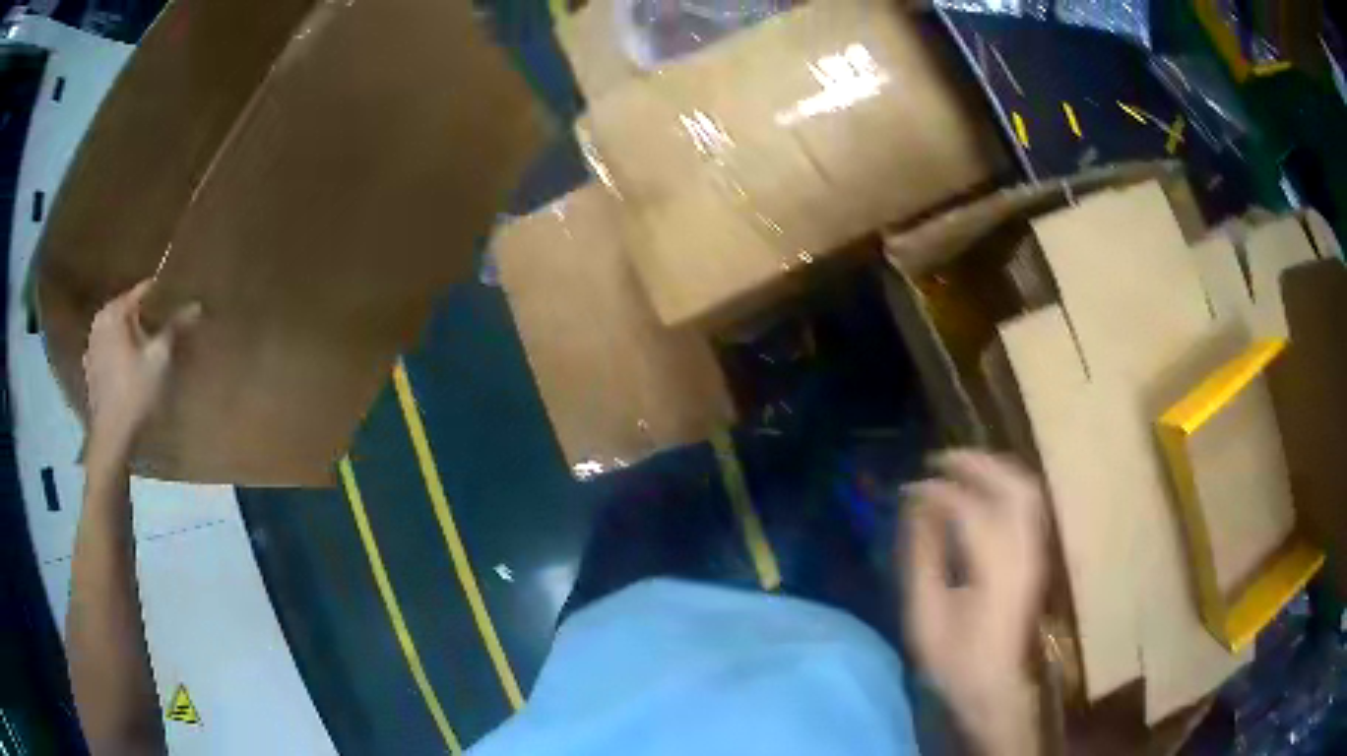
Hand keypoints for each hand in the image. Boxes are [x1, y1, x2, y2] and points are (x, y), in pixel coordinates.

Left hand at [83, 279, 200, 459]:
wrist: (112, 437)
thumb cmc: (136, 393)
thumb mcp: (160, 359)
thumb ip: (175, 329)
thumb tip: (196, 305)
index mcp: (115, 312)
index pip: (142, 291)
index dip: (161, 294)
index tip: (176, 298)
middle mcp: (100, 322)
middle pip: (127, 310)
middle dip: (144, 315)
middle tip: (164, 323)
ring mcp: (92, 347)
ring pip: (116, 330)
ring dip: (130, 334)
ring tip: (147, 344)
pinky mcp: (91, 370)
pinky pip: (107, 350)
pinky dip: (118, 352)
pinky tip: (128, 364)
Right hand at [901, 450, 1044, 753]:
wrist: (992, 684)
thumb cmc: (953, 657)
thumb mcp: (925, 613)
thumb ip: (922, 555)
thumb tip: (916, 508)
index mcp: (995, 568)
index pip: (969, 509)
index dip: (937, 492)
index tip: (908, 488)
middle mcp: (1023, 551)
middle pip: (1011, 485)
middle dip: (975, 464)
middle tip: (939, 459)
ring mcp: (1034, 551)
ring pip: (1025, 489)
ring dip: (994, 469)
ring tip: (960, 466)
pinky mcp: (1033, 556)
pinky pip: (1027, 504)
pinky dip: (1004, 485)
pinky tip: (981, 489)